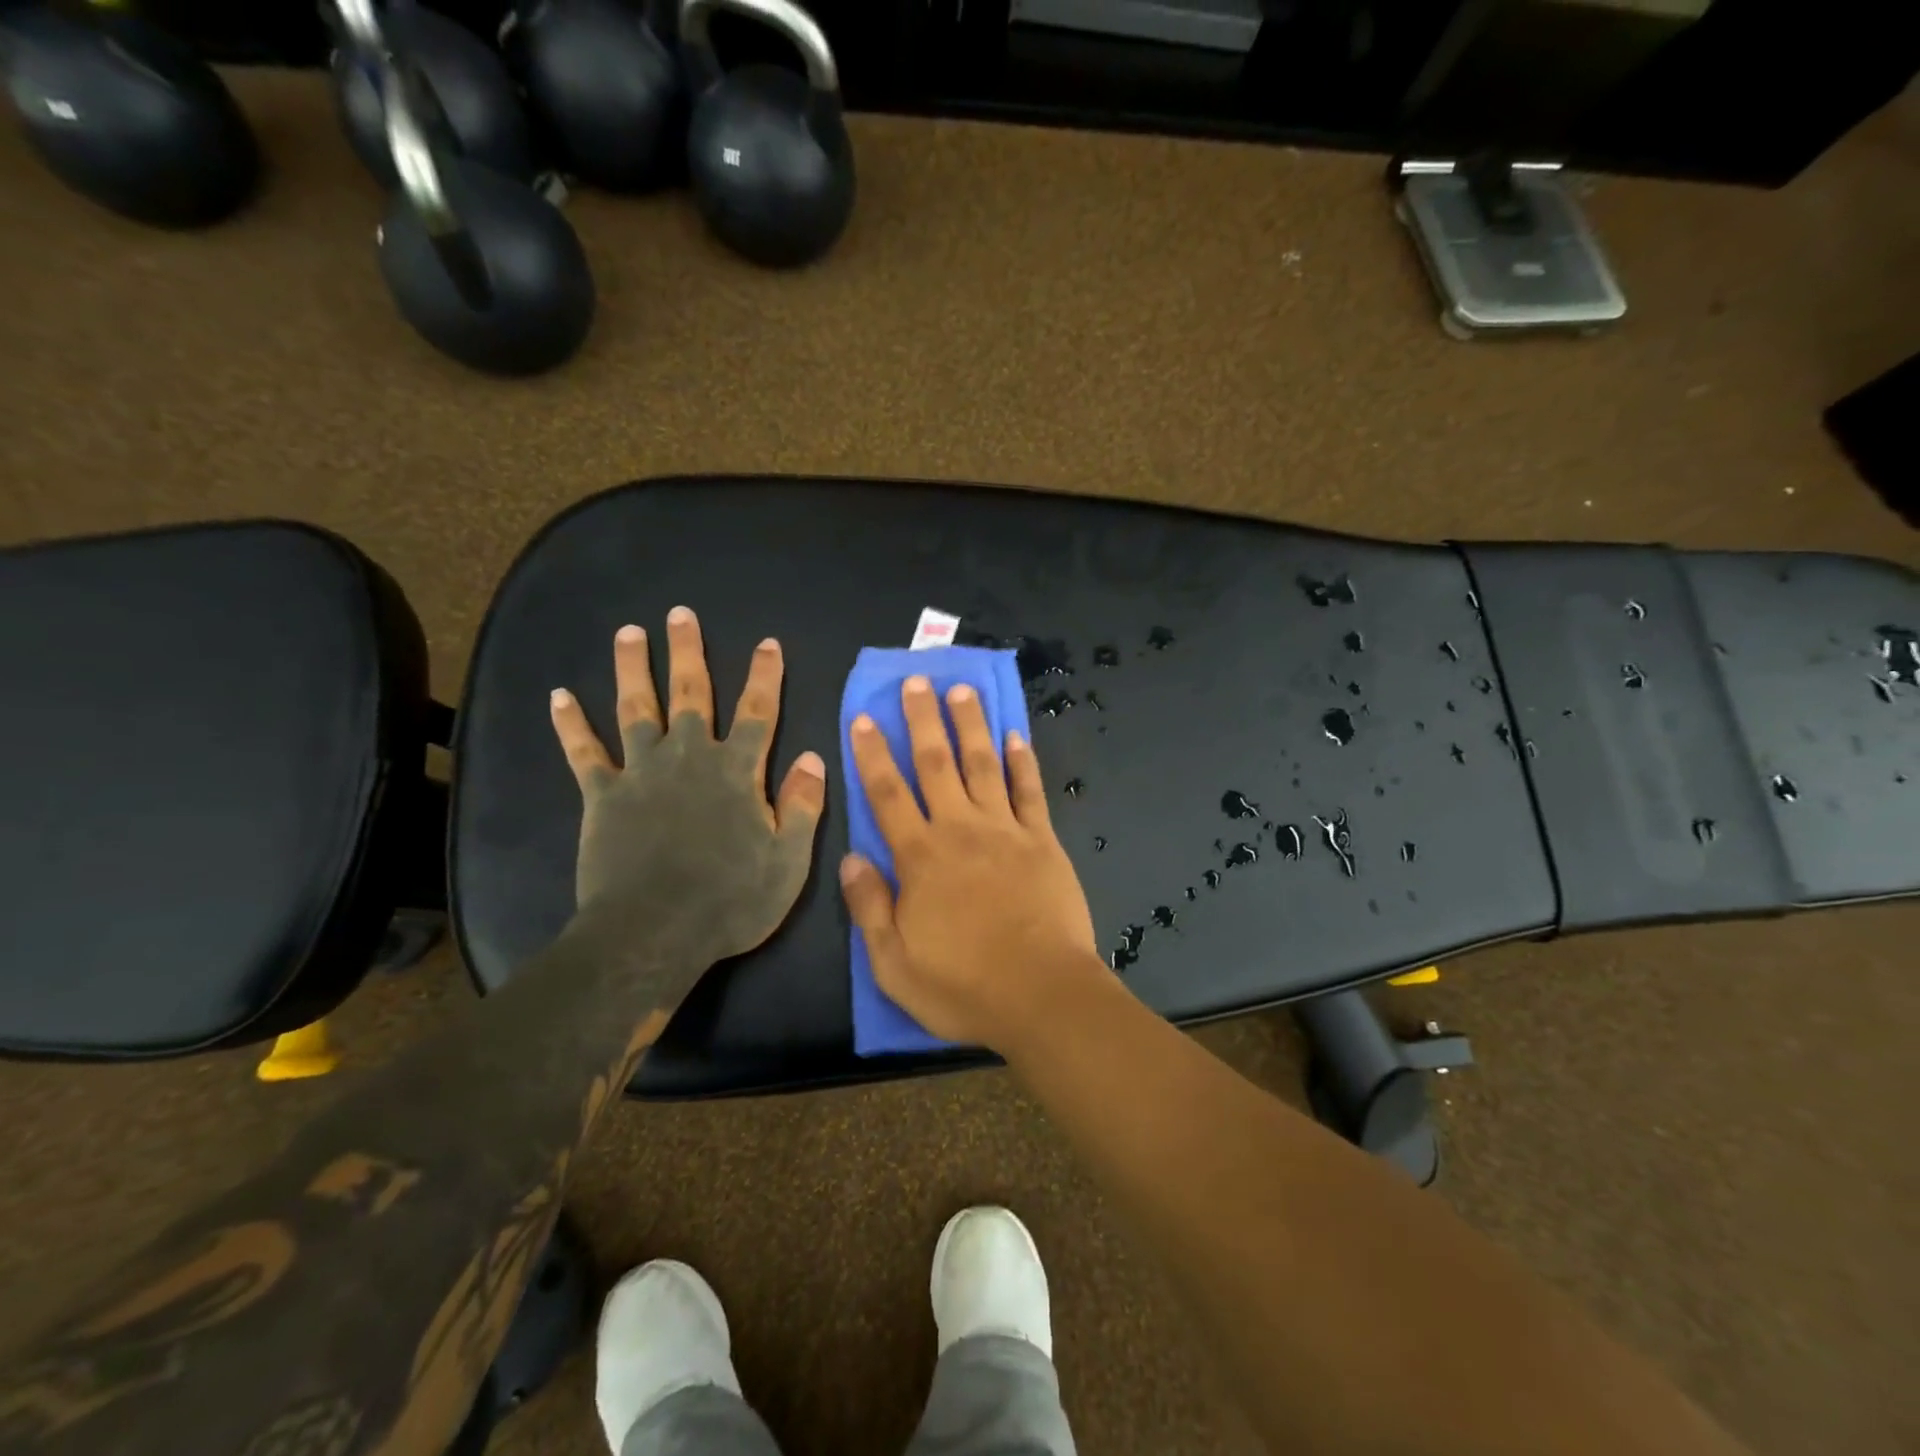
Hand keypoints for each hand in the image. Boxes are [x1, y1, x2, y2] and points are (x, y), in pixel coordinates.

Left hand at [549, 607, 825, 972]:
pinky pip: (584, 753)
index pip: (756, 712)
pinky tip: (559, 696)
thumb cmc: (730, 900)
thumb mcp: (787, 860)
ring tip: (629, 632)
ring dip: (632, 668)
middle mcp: (689, 758)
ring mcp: (641, 773)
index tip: (767, 643)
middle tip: (681, 613)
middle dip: (688, 652)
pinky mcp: (602, 796)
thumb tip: (812, 758)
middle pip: (690, 694)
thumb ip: (801, 805)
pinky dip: (571, 725)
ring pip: (636, 708)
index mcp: (737, 772)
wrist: (653, 934)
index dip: (764, 676)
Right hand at [839, 675, 1101, 1053]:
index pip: (887, 794)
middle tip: (916, 680)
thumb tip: (850, 858)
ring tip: (961, 690)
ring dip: (970, 725)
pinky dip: (1022, 761)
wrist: (1043, 995)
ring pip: (983, 765)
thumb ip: (869, 908)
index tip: (864, 717)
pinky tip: (1016, 735)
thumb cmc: (963, 986)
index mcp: (920, 858)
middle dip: (923, 720)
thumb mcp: (894, 964)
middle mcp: (960, 830)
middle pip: (936, 764)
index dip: (873, 754)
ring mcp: (1006, 831)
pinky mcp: (1043, 841)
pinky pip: (1030, 791)